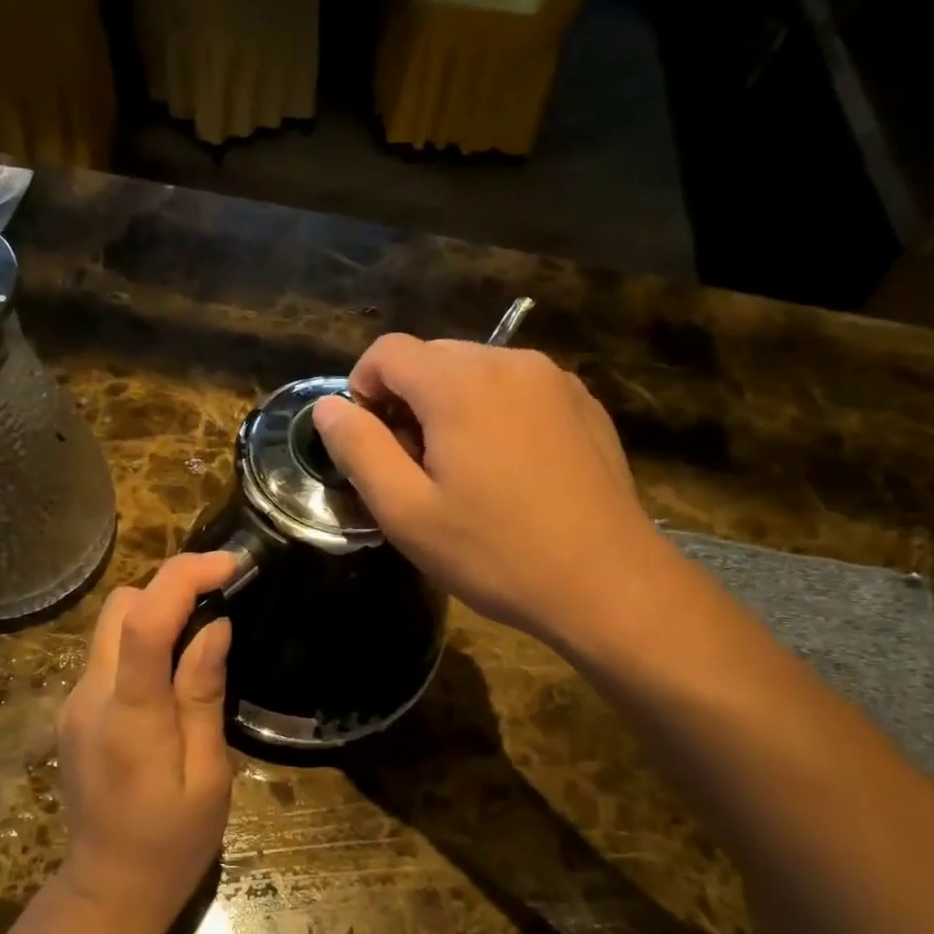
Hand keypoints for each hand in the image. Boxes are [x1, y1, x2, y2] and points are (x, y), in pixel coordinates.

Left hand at [55, 553, 235, 933]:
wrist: (109, 888)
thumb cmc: (173, 841)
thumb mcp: (207, 775)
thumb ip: (203, 695)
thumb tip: (213, 627)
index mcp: (130, 716)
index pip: (144, 623)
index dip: (183, 578)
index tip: (230, 563)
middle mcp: (90, 696)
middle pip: (119, 607)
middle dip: (169, 588)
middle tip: (221, 597)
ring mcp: (74, 702)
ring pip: (110, 625)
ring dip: (155, 611)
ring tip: (203, 630)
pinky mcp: (74, 711)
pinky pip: (108, 653)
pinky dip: (141, 640)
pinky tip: (173, 668)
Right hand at [311, 334, 672, 656]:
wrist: (606, 583)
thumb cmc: (493, 551)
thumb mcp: (405, 512)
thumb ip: (358, 449)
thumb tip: (328, 407)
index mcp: (459, 383)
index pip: (388, 351)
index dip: (362, 389)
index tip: (370, 444)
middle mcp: (509, 362)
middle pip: (432, 357)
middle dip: (407, 401)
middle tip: (413, 468)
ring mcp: (554, 380)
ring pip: (477, 372)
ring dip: (450, 407)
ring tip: (462, 472)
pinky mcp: (583, 405)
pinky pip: (518, 390)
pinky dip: (494, 414)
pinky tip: (508, 471)